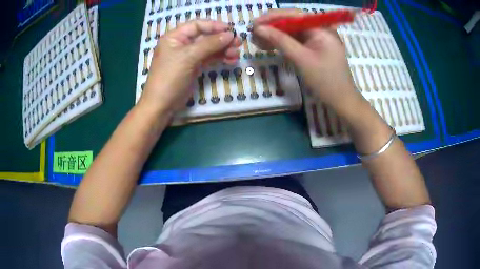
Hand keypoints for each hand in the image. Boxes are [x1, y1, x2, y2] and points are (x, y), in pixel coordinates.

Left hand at [139, 20, 240, 113]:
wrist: (162, 105)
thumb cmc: (170, 77)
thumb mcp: (188, 57)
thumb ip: (210, 44)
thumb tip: (230, 34)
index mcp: (175, 37)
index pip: (197, 25)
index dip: (214, 26)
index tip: (231, 30)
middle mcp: (181, 44)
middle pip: (205, 36)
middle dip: (222, 39)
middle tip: (238, 43)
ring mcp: (188, 56)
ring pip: (209, 48)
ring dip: (223, 49)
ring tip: (236, 54)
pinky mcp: (193, 67)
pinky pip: (209, 58)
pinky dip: (219, 58)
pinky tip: (231, 60)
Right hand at [253, 10, 362, 114]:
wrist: (341, 101)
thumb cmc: (325, 81)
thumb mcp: (301, 59)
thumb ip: (280, 41)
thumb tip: (258, 28)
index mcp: (321, 29)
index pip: (294, 15)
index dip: (273, 17)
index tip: (255, 24)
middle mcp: (319, 30)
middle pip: (292, 22)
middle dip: (272, 27)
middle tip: (253, 34)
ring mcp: (317, 39)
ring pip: (291, 31)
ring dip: (274, 35)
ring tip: (256, 41)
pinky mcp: (314, 48)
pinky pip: (295, 41)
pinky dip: (282, 43)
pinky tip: (268, 46)